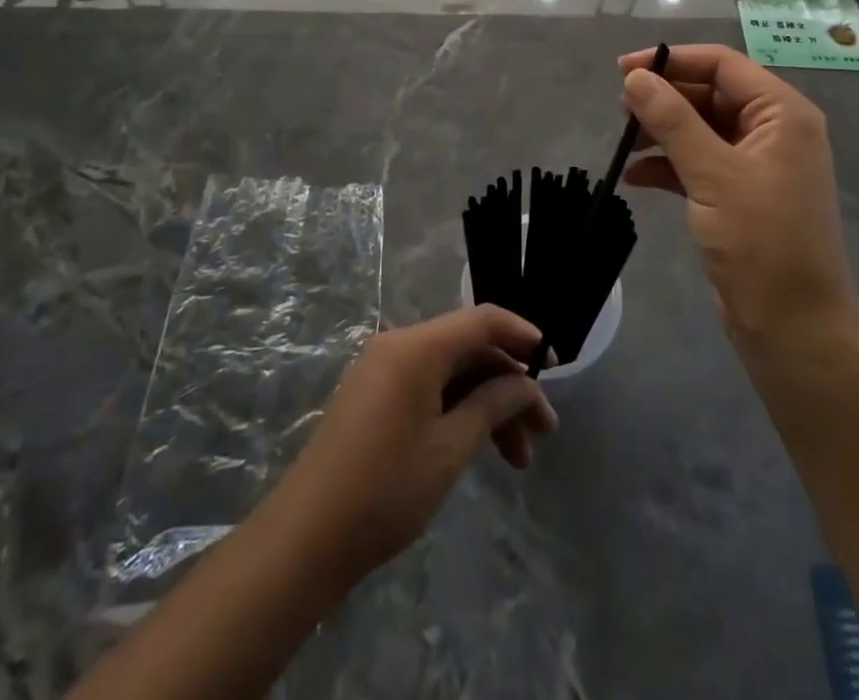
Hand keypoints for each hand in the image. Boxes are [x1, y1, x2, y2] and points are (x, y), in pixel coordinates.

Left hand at [267, 306, 558, 584]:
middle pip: (468, 349)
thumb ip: (493, 405)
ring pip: (451, 373)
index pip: (482, 320)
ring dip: (487, 405)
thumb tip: (524, 385)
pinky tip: (479, 448)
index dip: (522, 335)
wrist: (305, 539)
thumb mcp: (450, 448)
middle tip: (542, 431)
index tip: (553, 364)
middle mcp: (398, 346)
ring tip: (518, 459)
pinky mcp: (373, 396)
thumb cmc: (385, 489)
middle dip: (509, 386)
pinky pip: (428, 387)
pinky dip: (458, 411)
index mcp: (417, 347)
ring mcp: (382, 370)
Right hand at [617, 44, 858, 349]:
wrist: (793, 328)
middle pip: (709, 93)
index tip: (623, 70)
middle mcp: (772, 130)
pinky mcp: (737, 194)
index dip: (672, 60)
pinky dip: (667, 165)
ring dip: (662, 131)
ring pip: (699, 128)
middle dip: (664, 98)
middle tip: (620, 110)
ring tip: (624, 142)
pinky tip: (635, 176)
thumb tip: (635, 77)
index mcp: (781, 113)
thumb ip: (673, 120)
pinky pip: (697, 162)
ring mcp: (754, 164)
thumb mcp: (713, 175)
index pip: (722, 65)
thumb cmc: (762, 243)